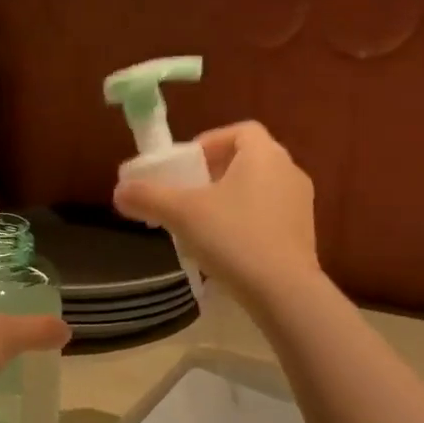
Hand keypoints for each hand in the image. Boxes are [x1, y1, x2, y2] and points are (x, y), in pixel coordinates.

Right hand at [113, 121, 320, 306]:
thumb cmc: (233, 238)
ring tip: (202, 223)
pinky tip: (226, 248)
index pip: (240, 131)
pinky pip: (270, 216)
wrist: (283, 291)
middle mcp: (289, 171)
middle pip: (249, 160)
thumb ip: (148, 197)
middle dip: (215, 173)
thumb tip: (119, 191)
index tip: (186, 165)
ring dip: (230, 199)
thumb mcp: (181, 214)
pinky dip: (246, 222)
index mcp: (265, 155)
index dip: (210, 142)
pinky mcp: (304, 235)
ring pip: (259, 190)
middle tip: (188, 194)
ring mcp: (301, 204)